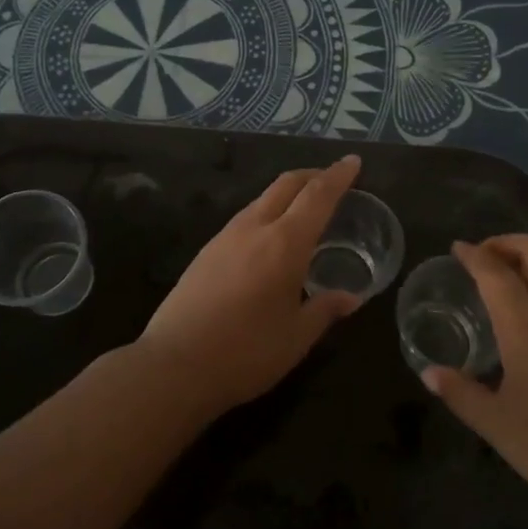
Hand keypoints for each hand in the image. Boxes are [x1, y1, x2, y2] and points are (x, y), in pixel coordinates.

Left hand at [137, 155, 362, 416]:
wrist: (174, 366)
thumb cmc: (246, 353)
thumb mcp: (296, 337)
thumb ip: (325, 309)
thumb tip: (351, 298)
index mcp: (284, 244)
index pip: (317, 196)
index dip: (337, 176)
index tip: (353, 162)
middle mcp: (254, 229)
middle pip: (285, 185)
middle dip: (312, 176)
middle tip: (332, 179)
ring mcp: (224, 237)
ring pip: (261, 199)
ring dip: (287, 194)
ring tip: (304, 208)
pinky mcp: (205, 252)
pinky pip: (244, 218)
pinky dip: (266, 213)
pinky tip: (269, 237)